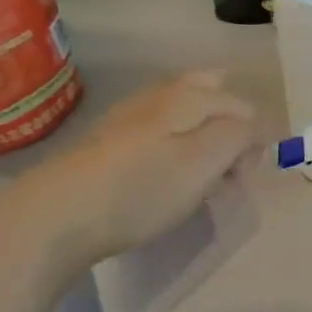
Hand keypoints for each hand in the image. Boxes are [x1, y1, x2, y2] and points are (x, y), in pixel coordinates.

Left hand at [20, 72, 258, 273]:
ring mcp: (130, 117)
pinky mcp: (108, 143)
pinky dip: (174, 152)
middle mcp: (160, 95)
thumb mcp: (206, 160)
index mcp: (189, 95)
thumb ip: (241, 134)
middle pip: (211, 97)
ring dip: (202, 141)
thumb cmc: (143, 189)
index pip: (243, 106)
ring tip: (200, 181)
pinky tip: (164, 181)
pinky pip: (158, 136)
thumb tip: (254, 127)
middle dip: (229, 128)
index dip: (255, 140)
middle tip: (228, 170)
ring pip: (184, 116)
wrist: (56, 216)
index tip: (246, 177)